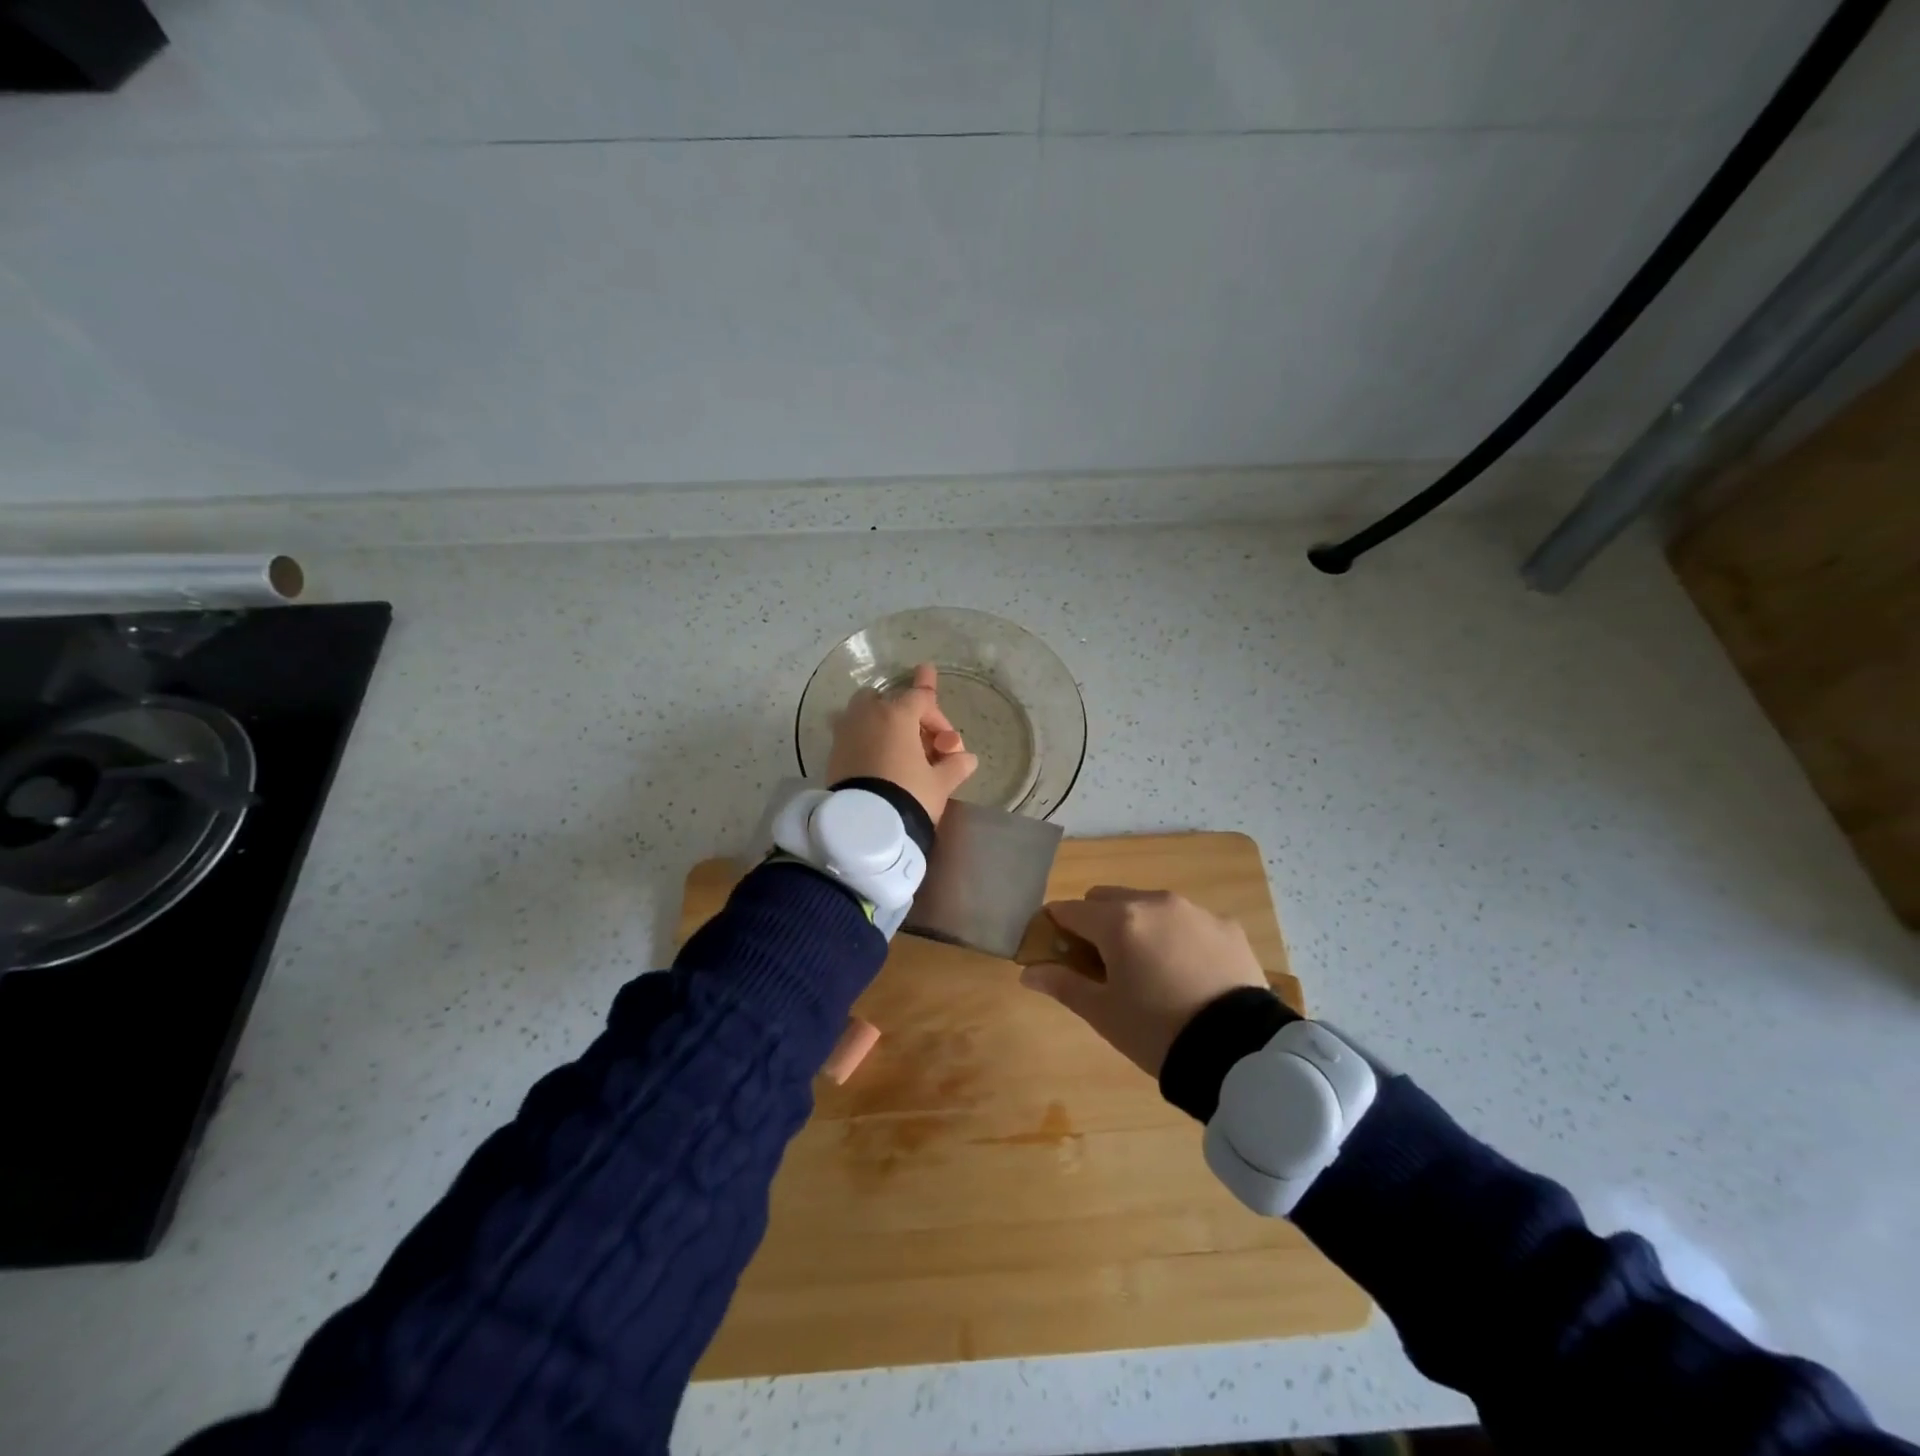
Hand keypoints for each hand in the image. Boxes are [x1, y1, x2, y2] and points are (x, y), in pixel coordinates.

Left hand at [826, 662, 978, 823]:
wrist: (865, 826)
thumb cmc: (908, 795)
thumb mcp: (940, 783)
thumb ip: (956, 765)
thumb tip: (968, 759)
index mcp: (897, 714)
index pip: (922, 699)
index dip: (939, 718)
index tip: (948, 745)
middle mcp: (868, 714)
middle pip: (890, 699)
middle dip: (907, 715)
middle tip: (921, 742)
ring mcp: (846, 731)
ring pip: (865, 712)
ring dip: (882, 723)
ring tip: (895, 747)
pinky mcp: (833, 751)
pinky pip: (852, 733)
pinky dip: (865, 739)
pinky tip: (877, 760)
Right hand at [1020, 887, 1268, 1076]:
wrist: (1240, 1052)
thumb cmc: (1157, 1032)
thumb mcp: (1104, 1013)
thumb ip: (1063, 985)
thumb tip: (1029, 973)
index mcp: (1118, 921)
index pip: (1069, 910)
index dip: (1055, 927)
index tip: (1053, 950)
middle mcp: (1154, 902)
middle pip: (1108, 899)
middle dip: (1095, 922)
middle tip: (1101, 964)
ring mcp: (1194, 910)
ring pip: (1149, 905)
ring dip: (1136, 926)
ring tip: (1148, 969)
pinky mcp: (1226, 925)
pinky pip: (1187, 920)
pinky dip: (1175, 936)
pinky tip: (1186, 972)